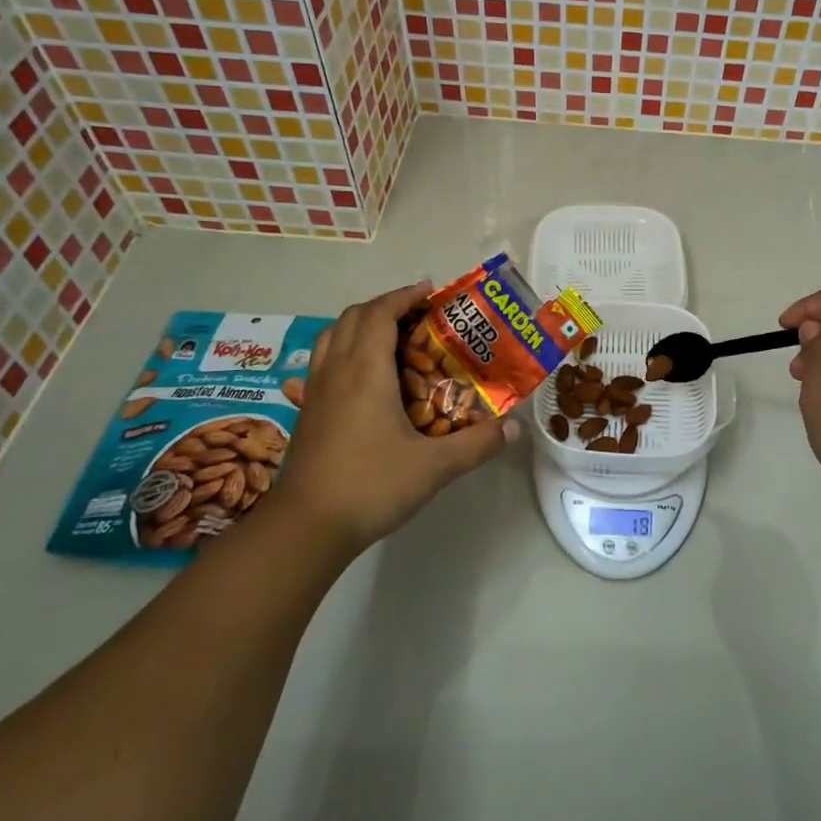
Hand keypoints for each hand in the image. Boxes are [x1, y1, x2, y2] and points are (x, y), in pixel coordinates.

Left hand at [272, 282, 518, 557]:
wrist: (305, 528)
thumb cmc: (370, 486)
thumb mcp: (433, 467)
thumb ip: (477, 444)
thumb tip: (515, 428)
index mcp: (365, 371)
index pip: (379, 313)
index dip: (404, 296)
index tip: (431, 293)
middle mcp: (336, 371)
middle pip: (353, 317)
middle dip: (385, 306)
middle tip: (417, 316)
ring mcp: (316, 392)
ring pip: (332, 337)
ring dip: (360, 325)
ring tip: (390, 337)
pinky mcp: (306, 413)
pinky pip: (323, 362)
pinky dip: (344, 351)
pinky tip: (363, 378)